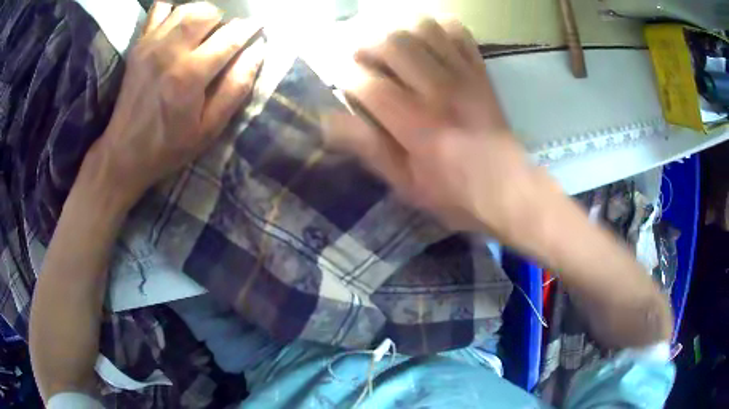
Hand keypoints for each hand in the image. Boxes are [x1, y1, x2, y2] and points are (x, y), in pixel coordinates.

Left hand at [87, 1, 263, 209]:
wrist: (124, 153)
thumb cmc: (169, 146)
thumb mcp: (209, 129)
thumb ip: (236, 88)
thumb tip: (257, 51)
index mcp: (190, 76)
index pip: (231, 36)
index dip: (249, 30)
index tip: (256, 30)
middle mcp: (170, 52)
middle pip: (208, 12)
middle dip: (223, 21)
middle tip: (222, 38)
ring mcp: (151, 46)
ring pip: (186, 9)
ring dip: (201, 14)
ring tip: (203, 32)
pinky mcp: (139, 46)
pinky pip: (158, 11)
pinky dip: (172, 11)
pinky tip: (177, 26)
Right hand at [325, 19, 540, 236]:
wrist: (507, 187)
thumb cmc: (453, 193)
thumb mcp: (404, 184)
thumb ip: (368, 149)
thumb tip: (327, 122)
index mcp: (415, 125)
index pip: (366, 83)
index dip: (347, 78)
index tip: (346, 86)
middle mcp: (437, 90)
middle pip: (391, 42)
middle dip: (366, 45)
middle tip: (362, 59)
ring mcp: (462, 75)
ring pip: (423, 28)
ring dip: (398, 29)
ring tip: (390, 45)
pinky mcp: (479, 70)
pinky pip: (457, 32)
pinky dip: (437, 26)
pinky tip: (425, 38)